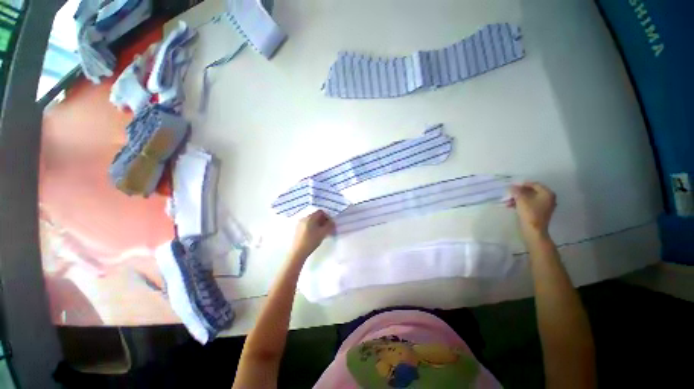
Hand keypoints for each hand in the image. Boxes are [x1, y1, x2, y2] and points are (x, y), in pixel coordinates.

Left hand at [290, 210, 334, 258]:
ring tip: (321, 232)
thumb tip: (332, 222)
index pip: (320, 212)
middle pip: (316, 215)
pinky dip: (312, 227)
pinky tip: (314, 235)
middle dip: (323, 220)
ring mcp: (299, 223)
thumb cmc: (311, 241)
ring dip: (318, 224)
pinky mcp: (297, 229)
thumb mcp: (323, 233)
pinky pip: (307, 224)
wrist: (297, 252)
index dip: (327, 216)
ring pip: (311, 221)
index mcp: (310, 217)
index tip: (330, 223)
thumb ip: (329, 226)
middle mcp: (304, 218)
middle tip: (327, 228)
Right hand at [508, 182, 555, 239]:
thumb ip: (516, 191)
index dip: (522, 184)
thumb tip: (511, 186)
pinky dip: (521, 204)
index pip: (534, 184)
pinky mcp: (539, 212)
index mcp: (547, 193)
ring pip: (529, 198)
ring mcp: (544, 206)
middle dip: (519, 192)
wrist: (534, 230)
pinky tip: (511, 206)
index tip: (512, 185)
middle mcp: (548, 198)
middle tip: (509, 194)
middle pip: (532, 191)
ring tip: (507, 201)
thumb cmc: (529, 213)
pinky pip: (529, 204)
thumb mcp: (521, 200)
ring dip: (518, 198)